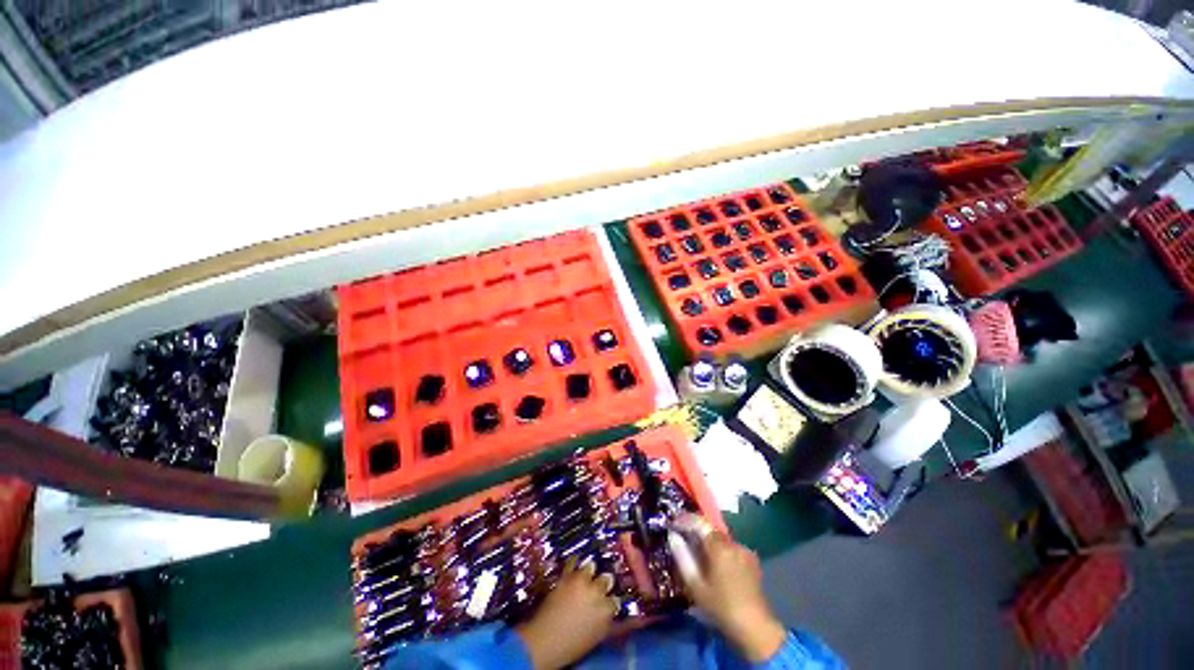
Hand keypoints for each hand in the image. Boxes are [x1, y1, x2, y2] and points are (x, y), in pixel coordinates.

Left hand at [516, 559, 618, 669]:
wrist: (543, 643)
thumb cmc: (569, 647)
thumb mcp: (595, 637)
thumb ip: (604, 621)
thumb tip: (608, 612)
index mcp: (607, 613)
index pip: (615, 600)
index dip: (609, 600)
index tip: (606, 601)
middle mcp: (598, 593)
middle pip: (607, 579)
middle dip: (603, 582)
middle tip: (597, 586)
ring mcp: (582, 582)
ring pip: (592, 567)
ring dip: (589, 572)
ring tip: (585, 576)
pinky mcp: (568, 576)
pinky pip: (574, 562)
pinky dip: (574, 564)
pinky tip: (573, 568)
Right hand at [674, 518, 786, 662]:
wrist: (755, 628)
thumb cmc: (721, 607)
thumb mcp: (695, 585)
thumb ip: (682, 557)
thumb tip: (673, 536)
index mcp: (719, 546)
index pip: (699, 522)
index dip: (684, 520)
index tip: (673, 523)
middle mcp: (733, 543)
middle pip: (710, 530)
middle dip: (696, 531)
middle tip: (682, 539)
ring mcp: (744, 551)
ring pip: (720, 539)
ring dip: (708, 542)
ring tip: (698, 554)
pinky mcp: (751, 561)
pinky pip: (730, 548)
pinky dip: (720, 550)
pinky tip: (715, 565)